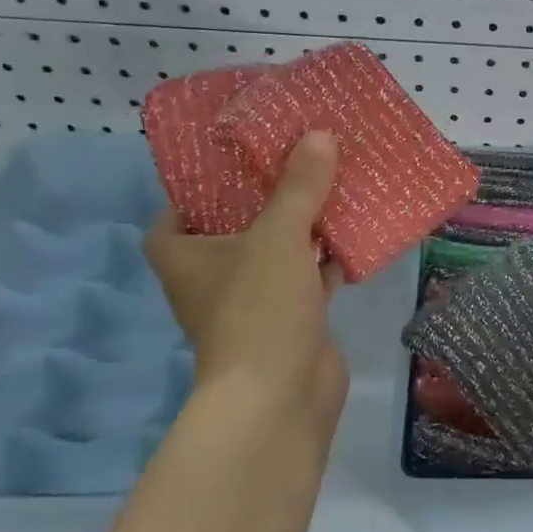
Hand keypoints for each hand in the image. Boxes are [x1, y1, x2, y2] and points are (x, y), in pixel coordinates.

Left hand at [144, 132, 346, 441]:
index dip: (202, 184)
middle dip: (267, 196)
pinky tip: (354, 232)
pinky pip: (307, 278)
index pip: (177, 210)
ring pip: (277, 251)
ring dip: (303, 225)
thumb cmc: (258, 309)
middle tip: (297, 158)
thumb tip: (320, 135)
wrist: (280, 396)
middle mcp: (211, 277)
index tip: (237, 158)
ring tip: (332, 184)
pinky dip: (327, 259)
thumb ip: (298, 187)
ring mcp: (253, 301)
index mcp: (184, 255)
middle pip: (236, 225)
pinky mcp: (290, 321)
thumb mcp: (277, 236)